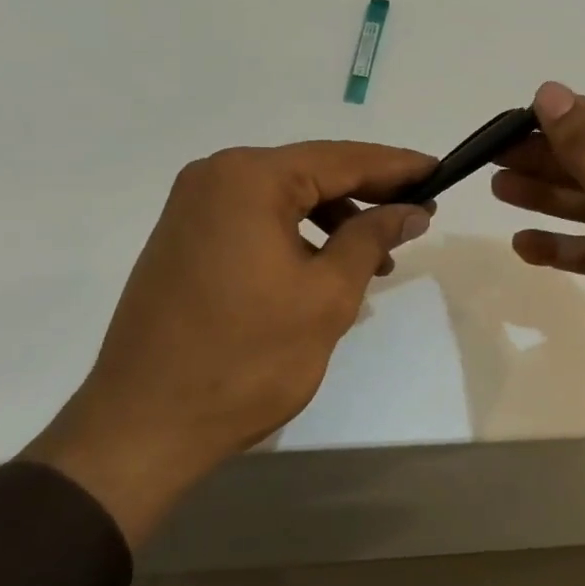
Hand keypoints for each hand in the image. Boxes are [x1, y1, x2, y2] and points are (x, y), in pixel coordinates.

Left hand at [27, 141, 434, 544]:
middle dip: (368, 192)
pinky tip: (327, 265)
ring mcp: (193, 208)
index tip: (439, 172)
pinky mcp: (185, 239)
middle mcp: (215, 177)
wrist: (144, 426)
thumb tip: (411, 210)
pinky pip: (256, 219)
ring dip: (335, 218)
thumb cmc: (246, 359)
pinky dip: (298, 234)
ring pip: (285, 197)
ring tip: (378, 255)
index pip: (341, 159)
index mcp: (249, 178)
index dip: (396, 167)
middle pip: (311, 172)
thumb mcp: (327, 296)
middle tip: (418, 211)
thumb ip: (372, 239)